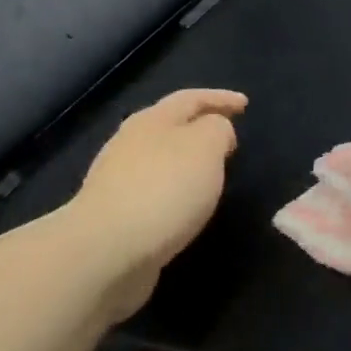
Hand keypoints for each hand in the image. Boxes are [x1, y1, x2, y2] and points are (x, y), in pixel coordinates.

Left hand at [73, 89, 245, 319]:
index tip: (245, 104)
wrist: (105, 252)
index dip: (220, 98)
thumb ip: (217, 130)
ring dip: (185, 162)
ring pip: (159, 159)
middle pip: (169, 126)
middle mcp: (130, 143)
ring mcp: (118, 180)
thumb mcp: (206, 147)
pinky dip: (174, 191)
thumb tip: (216, 132)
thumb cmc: (163, 190)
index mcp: (152, 120)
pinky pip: (153, 192)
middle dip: (198, 128)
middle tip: (226, 139)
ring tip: (210, 174)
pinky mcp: (115, 215)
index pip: (191, 98)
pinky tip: (185, 207)